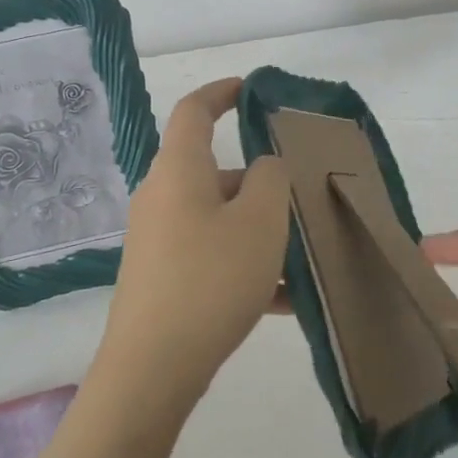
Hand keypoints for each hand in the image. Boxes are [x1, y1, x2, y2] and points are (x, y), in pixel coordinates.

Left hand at [92, 78, 290, 424]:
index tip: (250, 89)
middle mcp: (162, 198)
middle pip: (215, 171)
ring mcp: (159, 240)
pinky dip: (245, 266)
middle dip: (260, 181)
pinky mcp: (163, 277)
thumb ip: (270, 180)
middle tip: (302, 195)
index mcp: (179, 171)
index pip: (194, 111)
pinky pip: (212, 256)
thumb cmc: (210, 279)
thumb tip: (264, 168)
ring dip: (259, 230)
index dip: (221, 92)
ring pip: (219, 218)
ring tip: (304, 254)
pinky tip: (285, 299)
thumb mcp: (258, 222)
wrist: (153, 368)